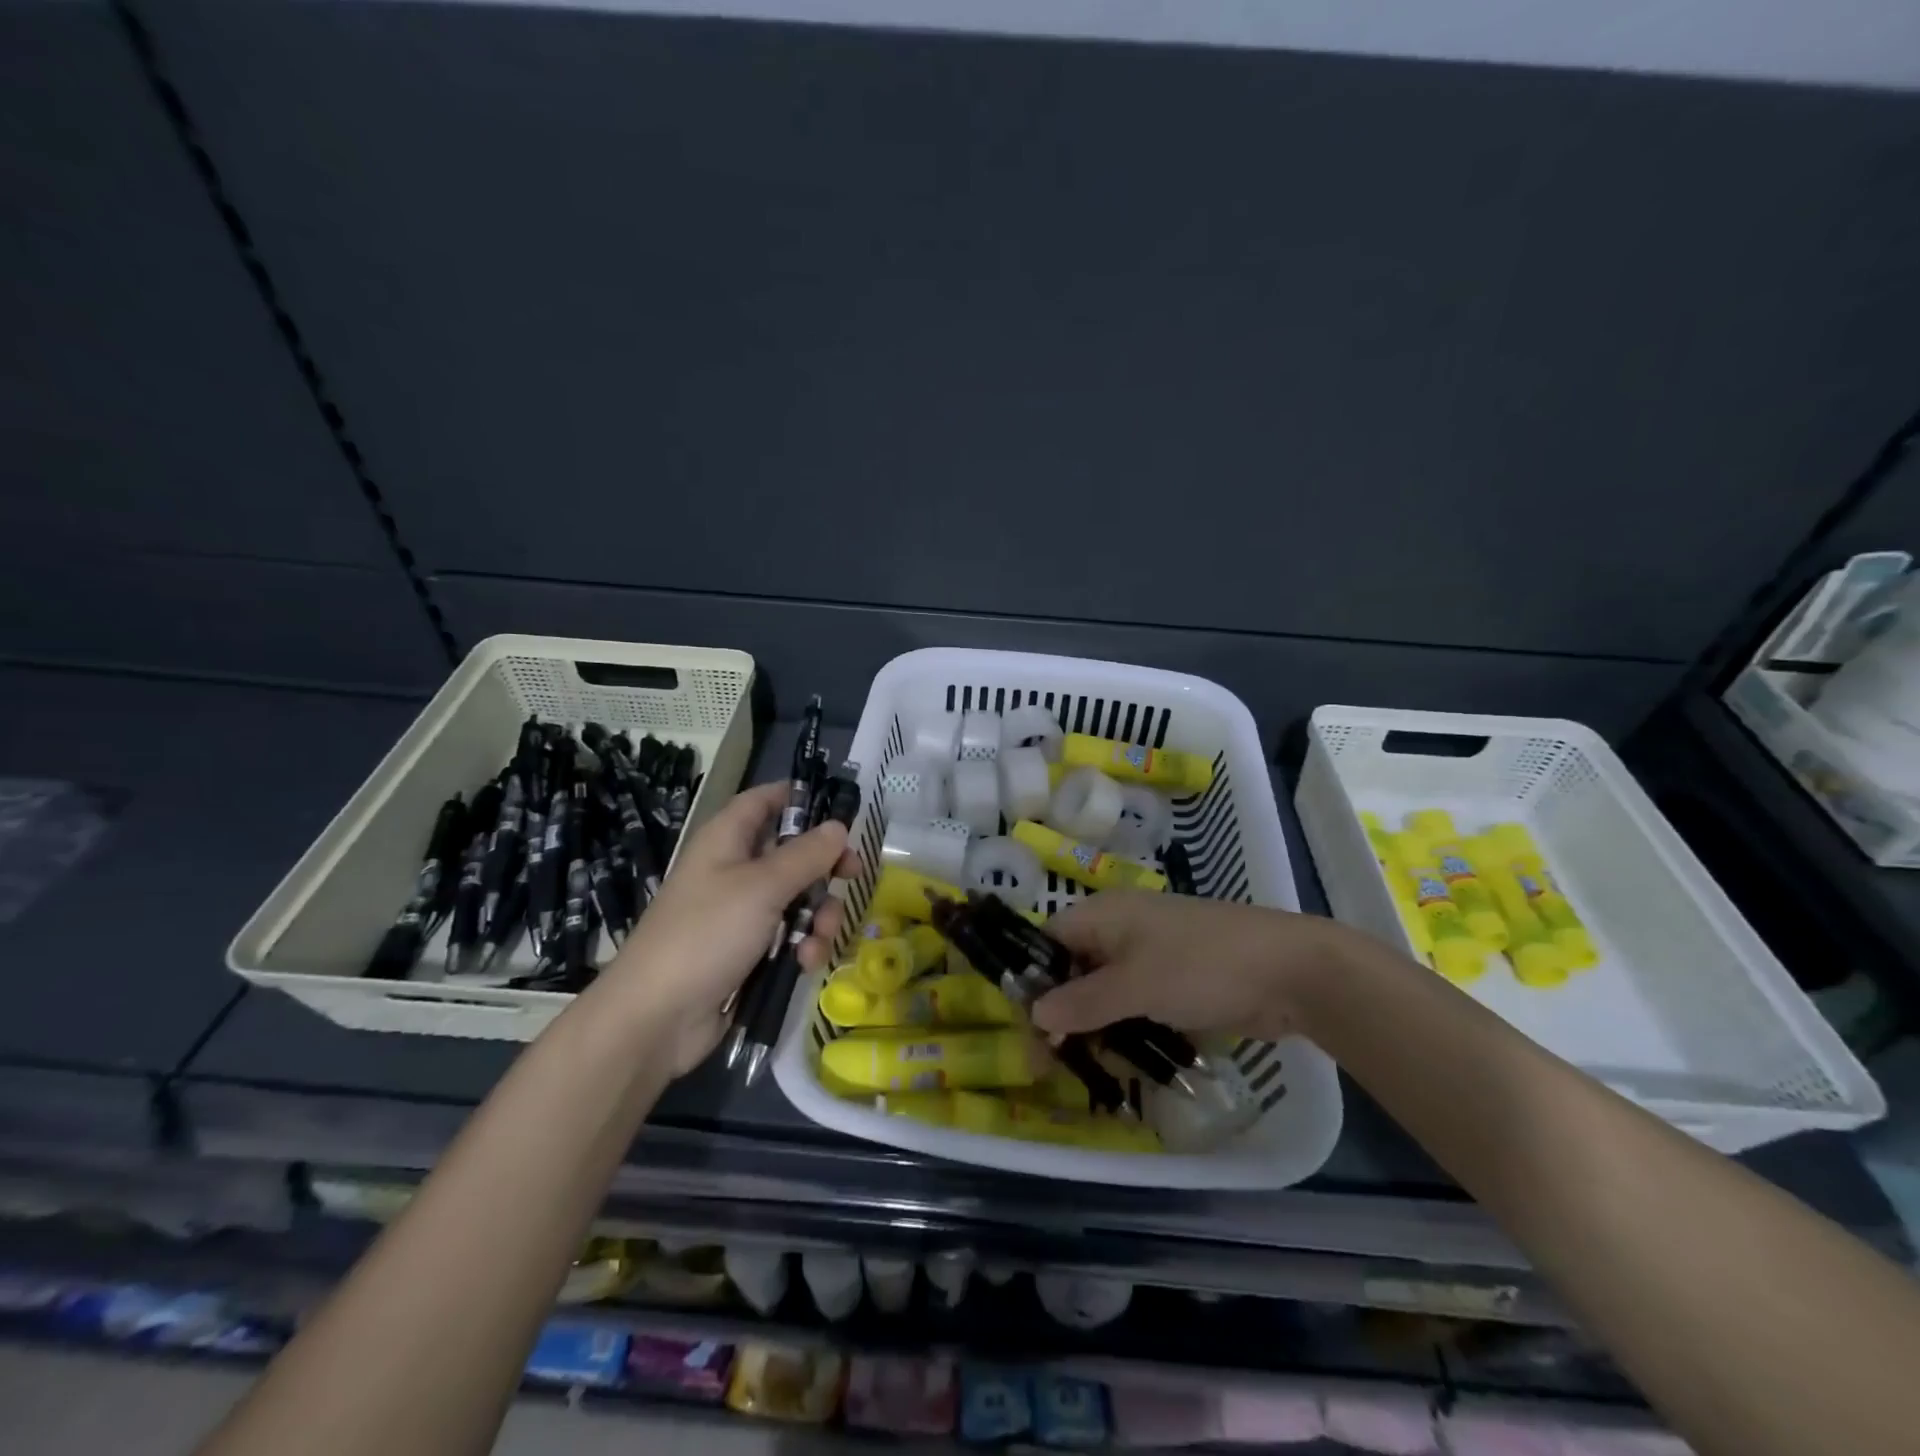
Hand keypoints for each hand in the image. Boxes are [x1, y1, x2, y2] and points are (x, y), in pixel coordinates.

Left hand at [595, 781, 857, 1074]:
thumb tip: (838, 826)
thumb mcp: (763, 886)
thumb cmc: (707, 934)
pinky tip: (805, 962)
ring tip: (819, 936)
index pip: (765, 800)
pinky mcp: (747, 952)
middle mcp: (734, 870)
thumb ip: (807, 855)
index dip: (799, 799)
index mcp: (727, 839)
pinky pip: (787, 936)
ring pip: (797, 898)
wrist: (656, 1018)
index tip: (838, 811)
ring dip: (817, 915)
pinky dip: (802, 945)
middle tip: (851, 874)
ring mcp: (740, 913)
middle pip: (791, 852)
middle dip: (824, 867)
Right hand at [1032, 893, 1366, 1044]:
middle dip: (1062, 1014)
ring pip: (1105, 991)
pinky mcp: (1176, 981)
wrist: (1291, 972)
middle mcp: (1121, 930)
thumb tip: (1034, 1014)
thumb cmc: (1202, 967)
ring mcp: (1152, 955)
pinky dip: (1126, 1029)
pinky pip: (1136, 1004)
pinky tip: (1124, 1062)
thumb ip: (1082, 1002)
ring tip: (1087, 1070)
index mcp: (1104, 915)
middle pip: (1074, 970)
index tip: (1028, 1030)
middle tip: (1052, 1065)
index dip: (1032, 981)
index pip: (1048, 942)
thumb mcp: (1135, 986)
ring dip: (1094, 1028)